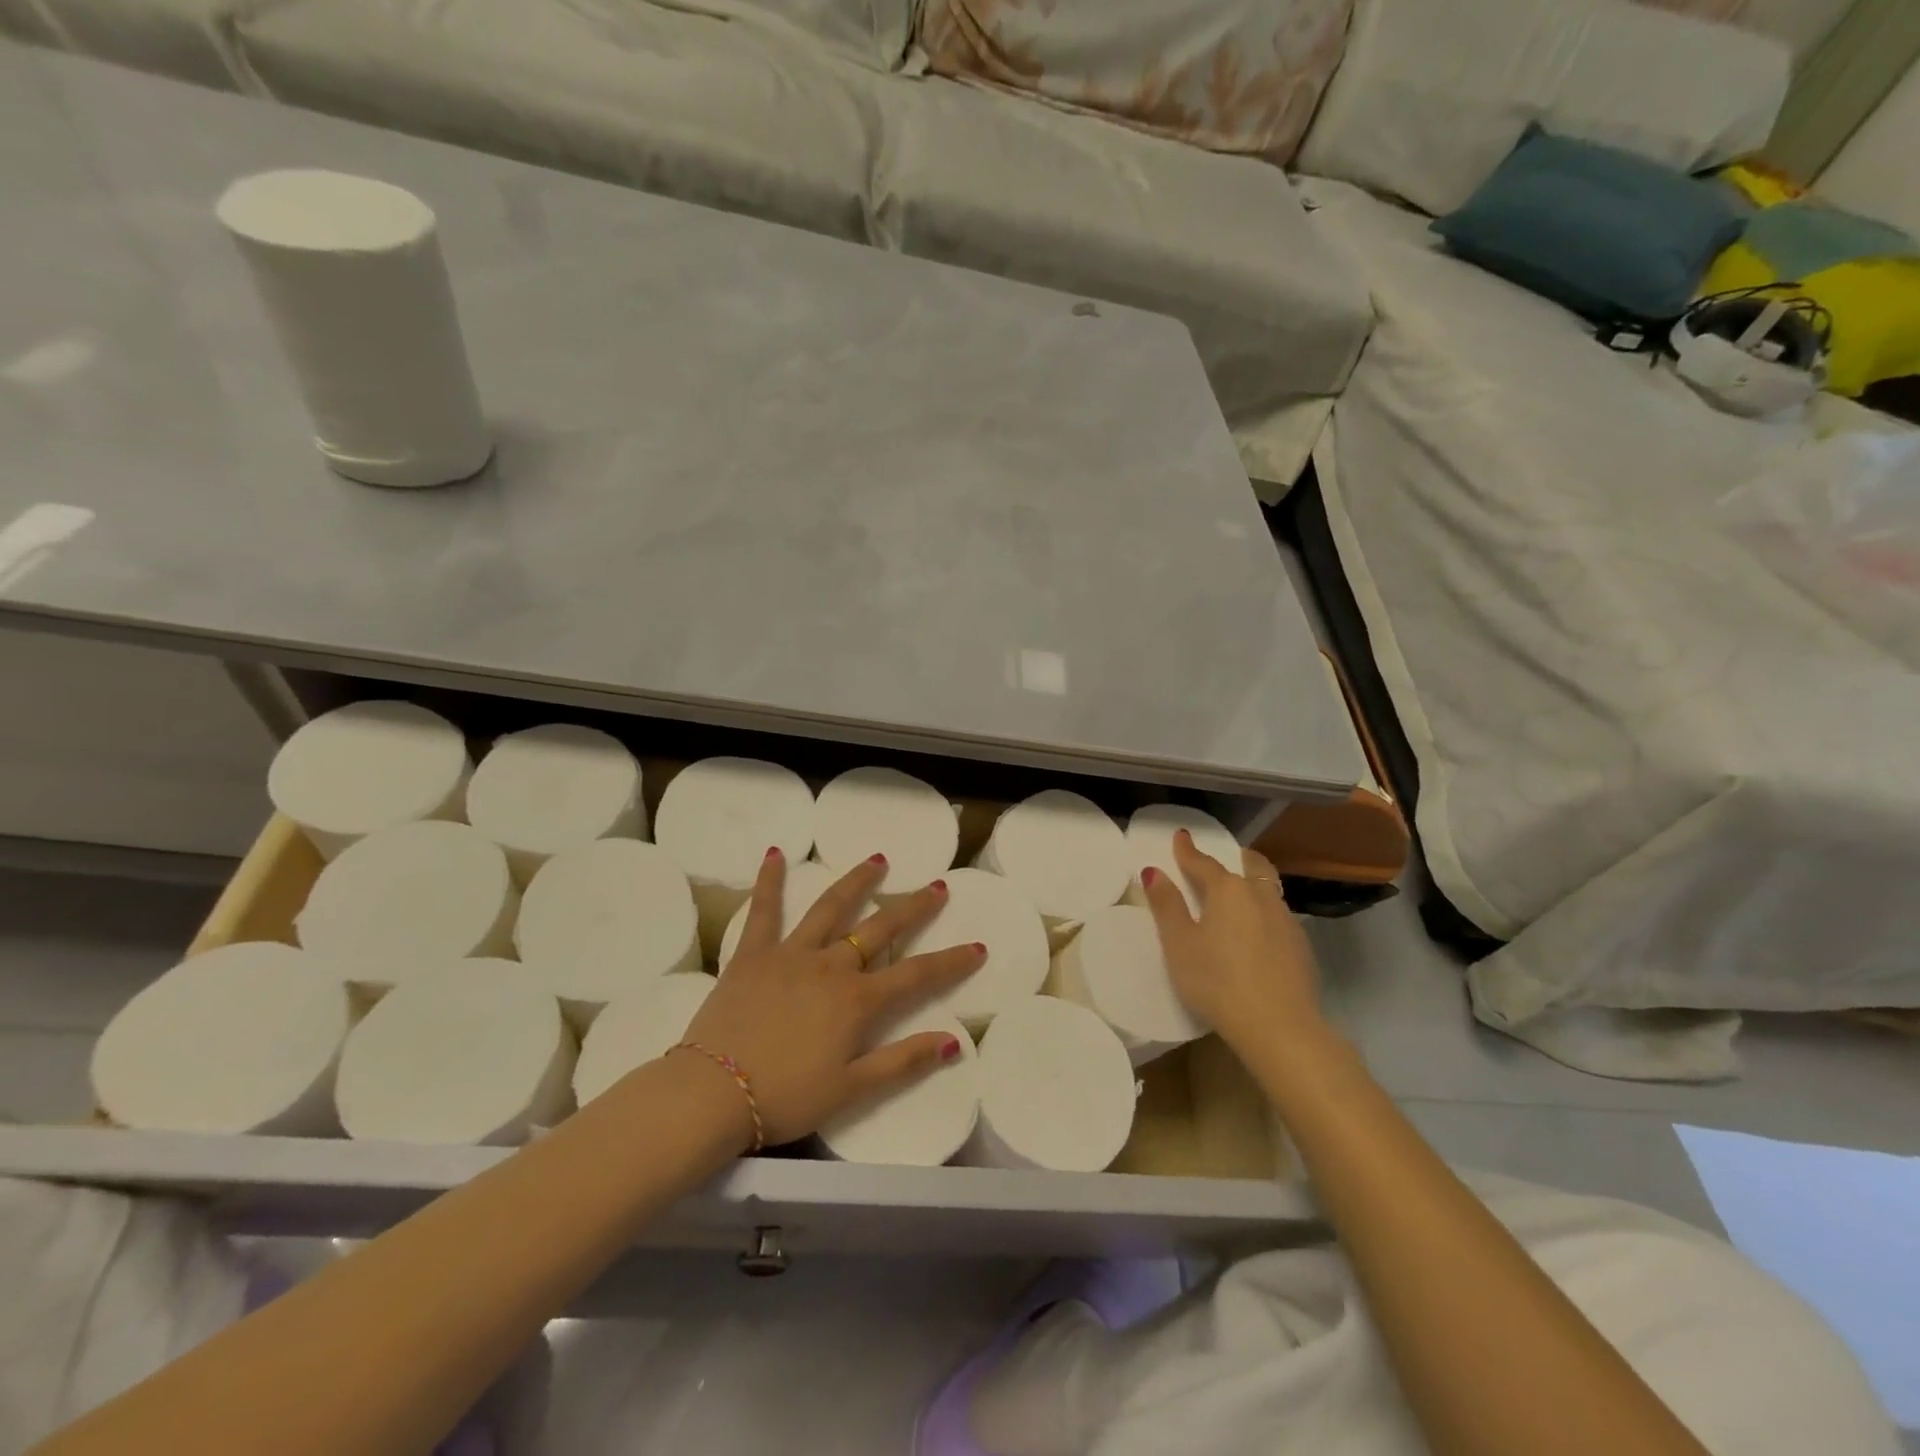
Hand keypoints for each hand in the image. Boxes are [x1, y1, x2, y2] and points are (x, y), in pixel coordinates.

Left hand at [680, 849, 983, 1148]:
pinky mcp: (753, 954)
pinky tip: (775, 853)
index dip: (951, 961)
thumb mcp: (851, 1089)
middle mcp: (830, 966)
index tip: (978, 946)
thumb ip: (903, 1062)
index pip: (917, 974)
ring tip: (877, 860)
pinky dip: (770, 881)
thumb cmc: (785, 1096)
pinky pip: (764, 910)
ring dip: (856, 882)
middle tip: (937, 886)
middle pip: (880, 929)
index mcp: (857, 1000)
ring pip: (831, 908)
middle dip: (913, 907)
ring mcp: (791, 954)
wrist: (712, 1093)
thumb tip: (953, 1042)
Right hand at [1137, 829, 1325, 1060]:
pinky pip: (1279, 916)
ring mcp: (1286, 921)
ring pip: (1268, 890)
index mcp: (1228, 890)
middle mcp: (1260, 896)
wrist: (1280, 1027)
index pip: (1203, 863)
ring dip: (1252, 884)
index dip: (1188, 851)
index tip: (1181, 837)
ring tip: (1239, 896)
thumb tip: (1155, 872)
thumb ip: (1167, 905)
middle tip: (1224, 858)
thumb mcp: (1179, 944)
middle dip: (1235, 858)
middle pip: (1250, 866)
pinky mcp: (1301, 947)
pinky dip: (1264, 912)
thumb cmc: (1217, 981)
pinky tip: (1258, 933)